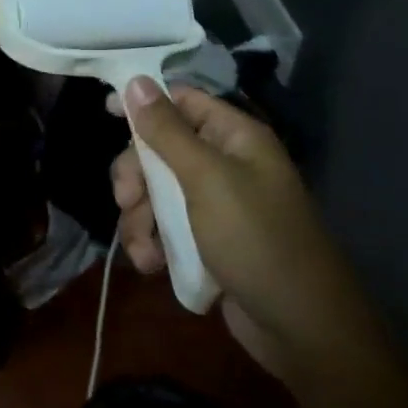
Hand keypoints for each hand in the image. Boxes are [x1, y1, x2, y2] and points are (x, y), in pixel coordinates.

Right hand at [110, 80, 340, 371]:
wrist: (300, 327)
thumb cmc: (256, 238)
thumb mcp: (206, 179)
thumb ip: (167, 131)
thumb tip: (136, 81)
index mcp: (234, 137)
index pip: (182, 101)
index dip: (145, 103)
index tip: (107, 111)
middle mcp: (225, 163)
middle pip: (161, 150)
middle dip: (137, 176)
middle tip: (127, 200)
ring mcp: (215, 205)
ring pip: (157, 193)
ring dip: (140, 218)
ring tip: (145, 248)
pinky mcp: (207, 242)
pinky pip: (166, 228)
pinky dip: (154, 243)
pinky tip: (153, 265)